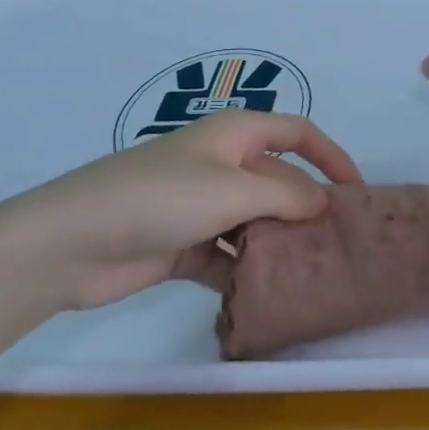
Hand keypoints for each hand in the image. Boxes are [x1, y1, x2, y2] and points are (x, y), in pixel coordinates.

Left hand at [0, 110, 357, 309]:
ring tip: (313, 274)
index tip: (357, 191)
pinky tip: (267, 296)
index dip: (331, 155)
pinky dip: (245, 271)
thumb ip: (285, 195)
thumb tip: (323, 203)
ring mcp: (202, 206)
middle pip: (279, 179)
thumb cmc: (160, 197)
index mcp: (236, 135)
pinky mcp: (184, 245)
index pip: (298, 133)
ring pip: (256, 221)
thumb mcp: (232, 189)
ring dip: (279, 243)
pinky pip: (228, 254)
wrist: (72, 242)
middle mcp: (223, 164)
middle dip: (308, 207)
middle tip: (340, 244)